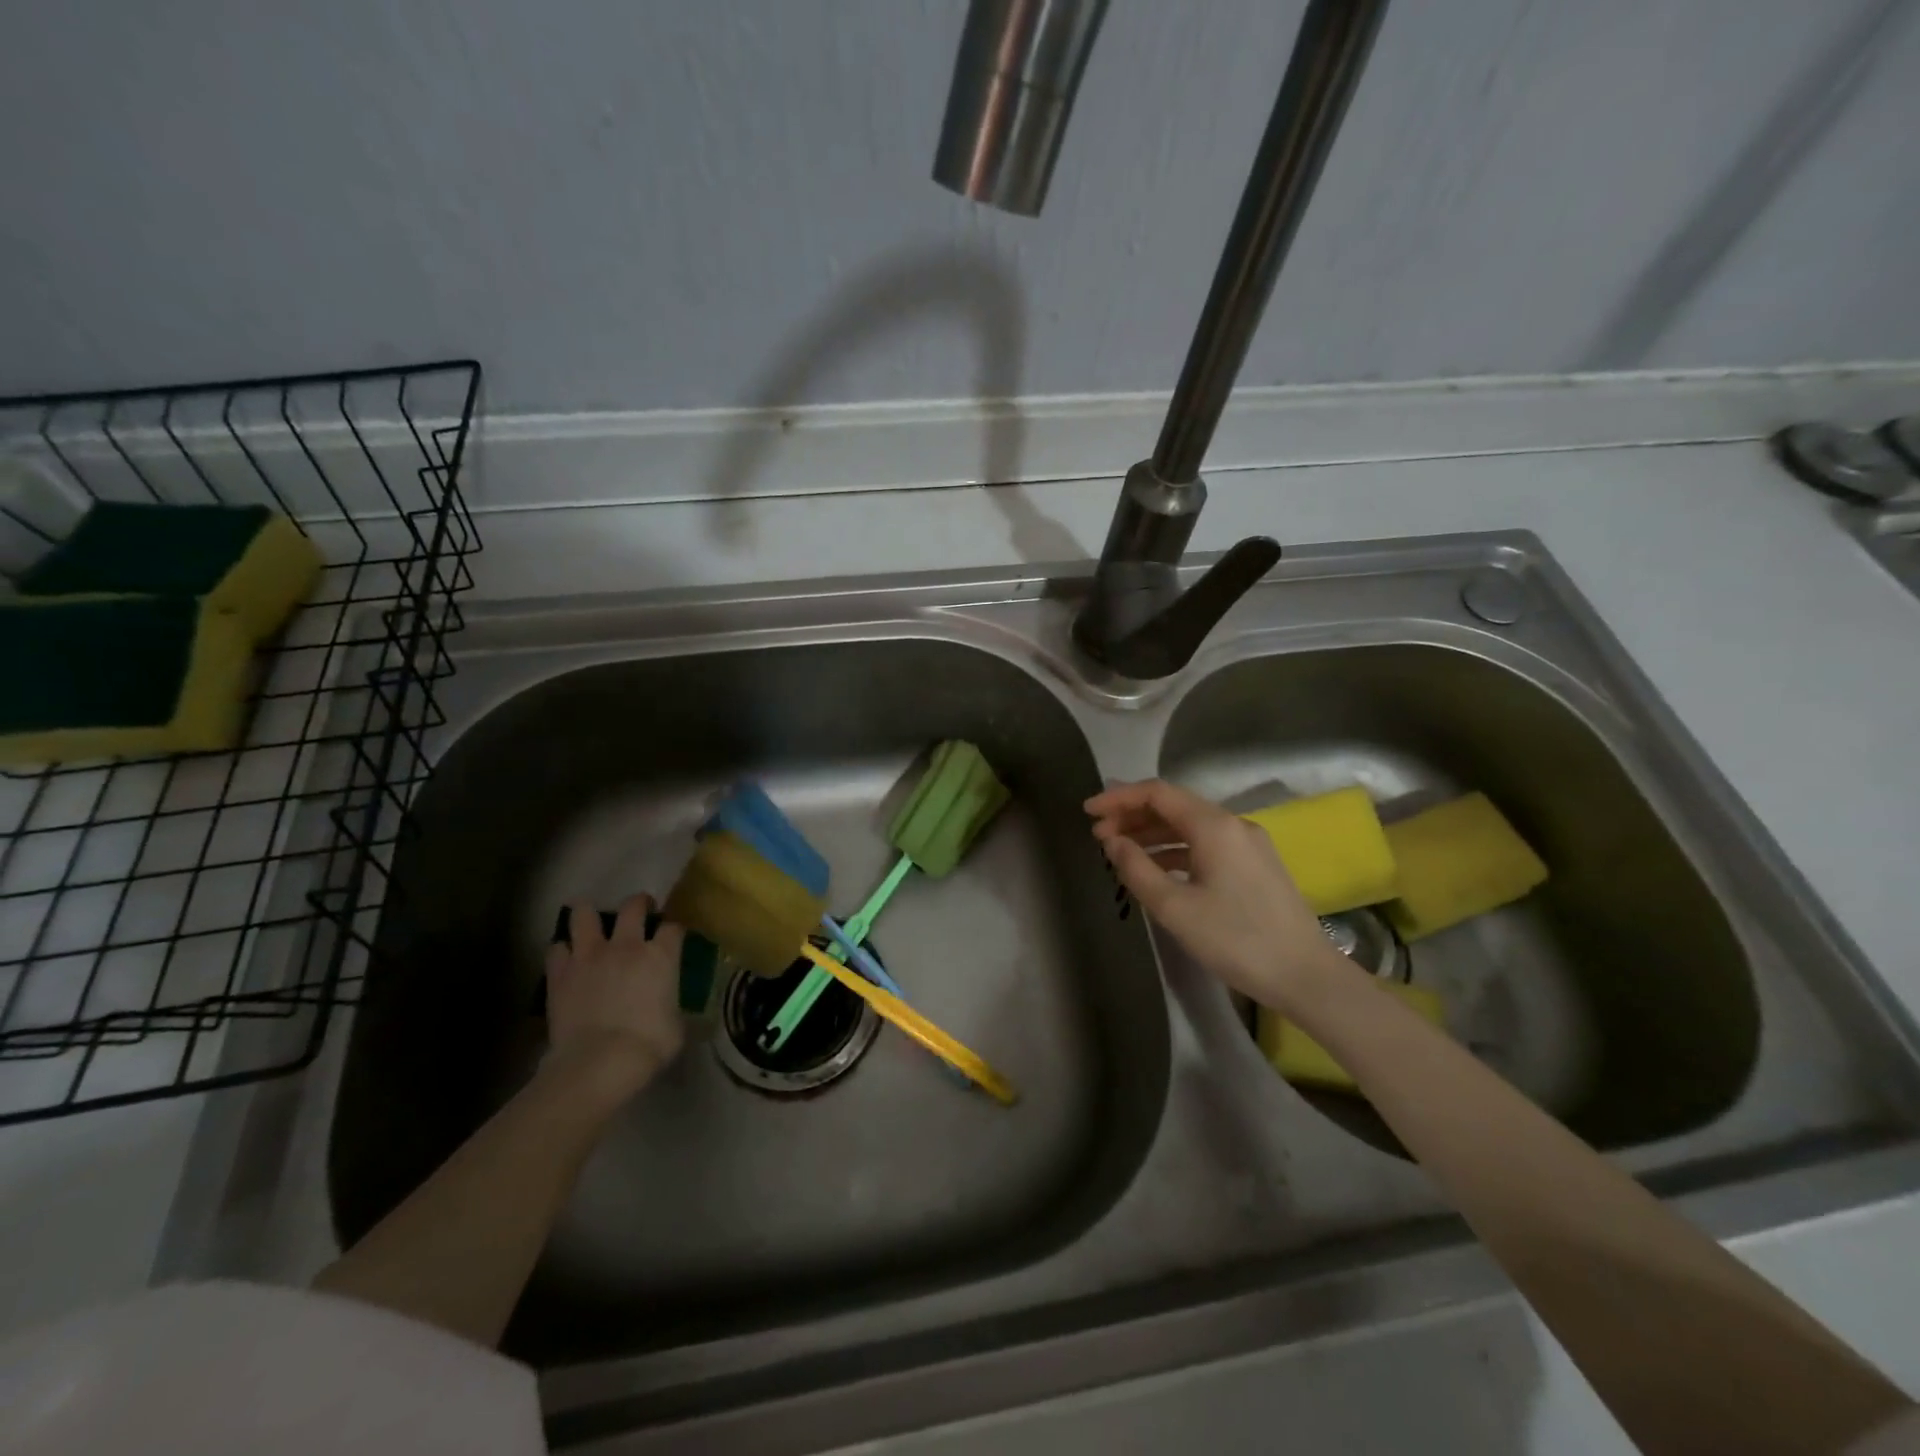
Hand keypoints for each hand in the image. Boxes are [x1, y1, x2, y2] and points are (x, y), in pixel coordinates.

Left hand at [544, 894, 685, 1100]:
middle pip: (633, 906)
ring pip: (584, 915)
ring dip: (588, 914)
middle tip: (640, 910)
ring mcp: (590, 956)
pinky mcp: (560, 973)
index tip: (674, 936)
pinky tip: (566, 958)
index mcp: (661, 955)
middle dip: (639, 903)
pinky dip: (562, 950)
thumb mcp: (677, 1026)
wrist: (599, 1062)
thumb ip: (675, 1008)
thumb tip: (675, 1012)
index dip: (675, 929)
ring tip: (591, 920)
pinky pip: (556, 949)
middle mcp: (626, 946)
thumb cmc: (649, 1045)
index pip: (673, 927)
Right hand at [1086, 779, 1343, 1013]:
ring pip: (1189, 826)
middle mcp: (1232, 824)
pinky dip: (1175, 850)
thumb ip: (1137, 868)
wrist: (1306, 976)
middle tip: (1098, 836)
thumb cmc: (1235, 939)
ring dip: (1152, 833)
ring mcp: (1247, 844)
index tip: (1087, 812)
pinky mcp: (1255, 865)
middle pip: (1173, 806)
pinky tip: (1156, 869)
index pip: (1157, 793)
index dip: (1118, 797)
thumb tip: (1113, 841)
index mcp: (1213, 826)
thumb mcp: (1175, 907)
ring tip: (1119, 851)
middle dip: (1132, 816)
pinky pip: (1205, 844)